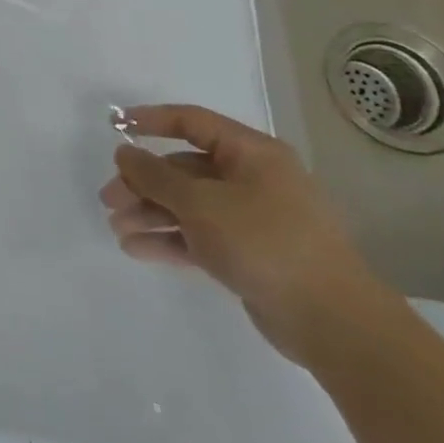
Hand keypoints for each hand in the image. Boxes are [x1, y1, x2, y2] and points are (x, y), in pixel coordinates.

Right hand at [99, 104, 389, 363]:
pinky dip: (168, 239)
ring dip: (150, 213)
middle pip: (184, 169)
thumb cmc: (265, 242)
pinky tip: (135, 249)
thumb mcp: (200, 203)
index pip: (192, 122)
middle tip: (109, 200)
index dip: (150, 120)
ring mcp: (252, 219)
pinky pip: (199, 236)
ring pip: (188, 205)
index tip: (114, 127)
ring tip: (117, 228)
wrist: (333, 322)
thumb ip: (155, 175)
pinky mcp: (249, 254)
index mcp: (252, 154)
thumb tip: (124, 153)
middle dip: (142, 182)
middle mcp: (253, 180)